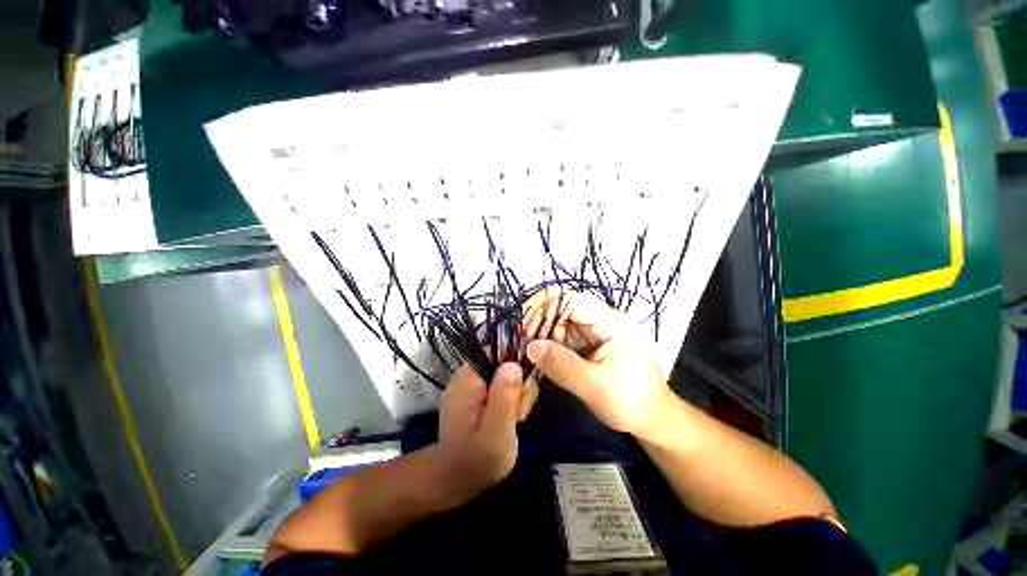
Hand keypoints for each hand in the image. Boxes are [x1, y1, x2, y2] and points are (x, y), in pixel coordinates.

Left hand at [437, 363, 526, 495]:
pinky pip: (500, 390)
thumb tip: (513, 364)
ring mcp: (472, 390)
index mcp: (468, 381)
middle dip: (517, 386)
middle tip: (519, 413)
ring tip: (516, 421)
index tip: (524, 386)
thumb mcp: (496, 431)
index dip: (514, 362)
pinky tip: (512, 421)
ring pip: (504, 379)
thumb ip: (505, 396)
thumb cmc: (476, 461)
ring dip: (516, 397)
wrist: (454, 483)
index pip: (493, 352)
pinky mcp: (477, 400)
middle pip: (502, 365)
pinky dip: (510, 403)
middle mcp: (467, 380)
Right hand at [523, 289, 673, 437]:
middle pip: (563, 309)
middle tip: (521, 345)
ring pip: (561, 323)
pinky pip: (565, 337)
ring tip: (527, 353)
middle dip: (540, 323)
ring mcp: (597, 331)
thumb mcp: (596, 387)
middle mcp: (603, 320)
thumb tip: (530, 346)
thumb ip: (562, 365)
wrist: (654, 420)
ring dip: (543, 335)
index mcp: (610, 322)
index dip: (543, 308)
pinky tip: (540, 357)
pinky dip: (551, 345)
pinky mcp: (592, 344)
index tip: (523, 329)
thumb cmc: (631, 402)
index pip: (570, 299)